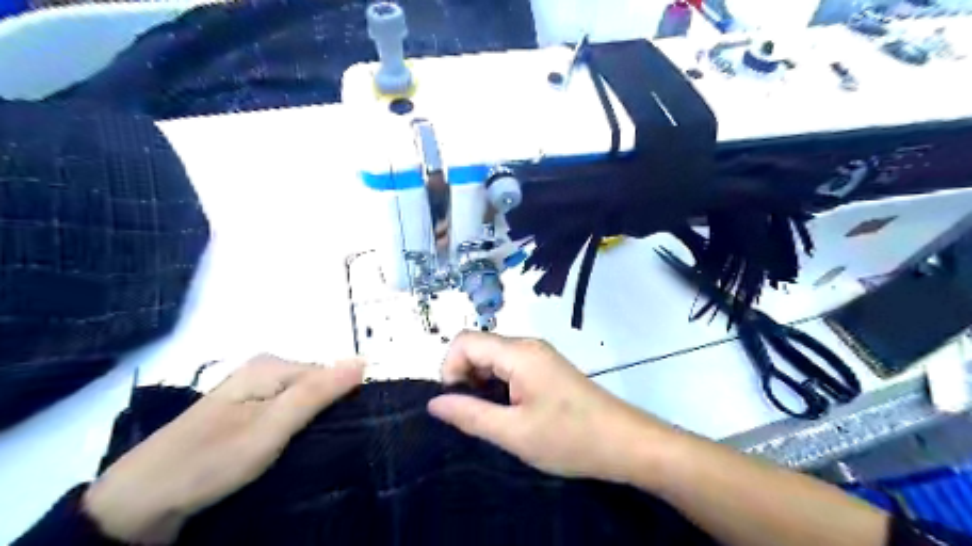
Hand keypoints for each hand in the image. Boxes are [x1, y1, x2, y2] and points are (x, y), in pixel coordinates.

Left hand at [83, 354, 360, 540]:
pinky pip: (284, 415)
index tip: (341, 434)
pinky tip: (288, 451)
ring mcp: (250, 394)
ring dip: (309, 425)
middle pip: (315, 387)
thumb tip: (363, 360)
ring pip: (301, 403)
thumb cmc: (211, 459)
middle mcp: (262, 372)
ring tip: (307, 451)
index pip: (329, 375)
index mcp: (271, 366)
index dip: (340, 403)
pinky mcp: (243, 415)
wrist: (140, 502)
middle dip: (324, 414)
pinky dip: (292, 431)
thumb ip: (318, 392)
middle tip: (319, 446)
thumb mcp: (272, 426)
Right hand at [427, 332, 677, 480]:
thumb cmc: (570, 438)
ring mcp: (539, 356)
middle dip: (465, 378)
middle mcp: (527, 346)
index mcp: (518, 353)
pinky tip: (509, 414)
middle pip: (478, 348)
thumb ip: (470, 415)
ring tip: (491, 419)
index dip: (450, 370)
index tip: (456, 405)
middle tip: (473, 417)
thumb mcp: (514, 433)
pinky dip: (498, 387)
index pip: (464, 342)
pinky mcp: (546, 369)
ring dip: (482, 385)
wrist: (626, 443)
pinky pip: (510, 368)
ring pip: (493, 359)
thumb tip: (434, 402)